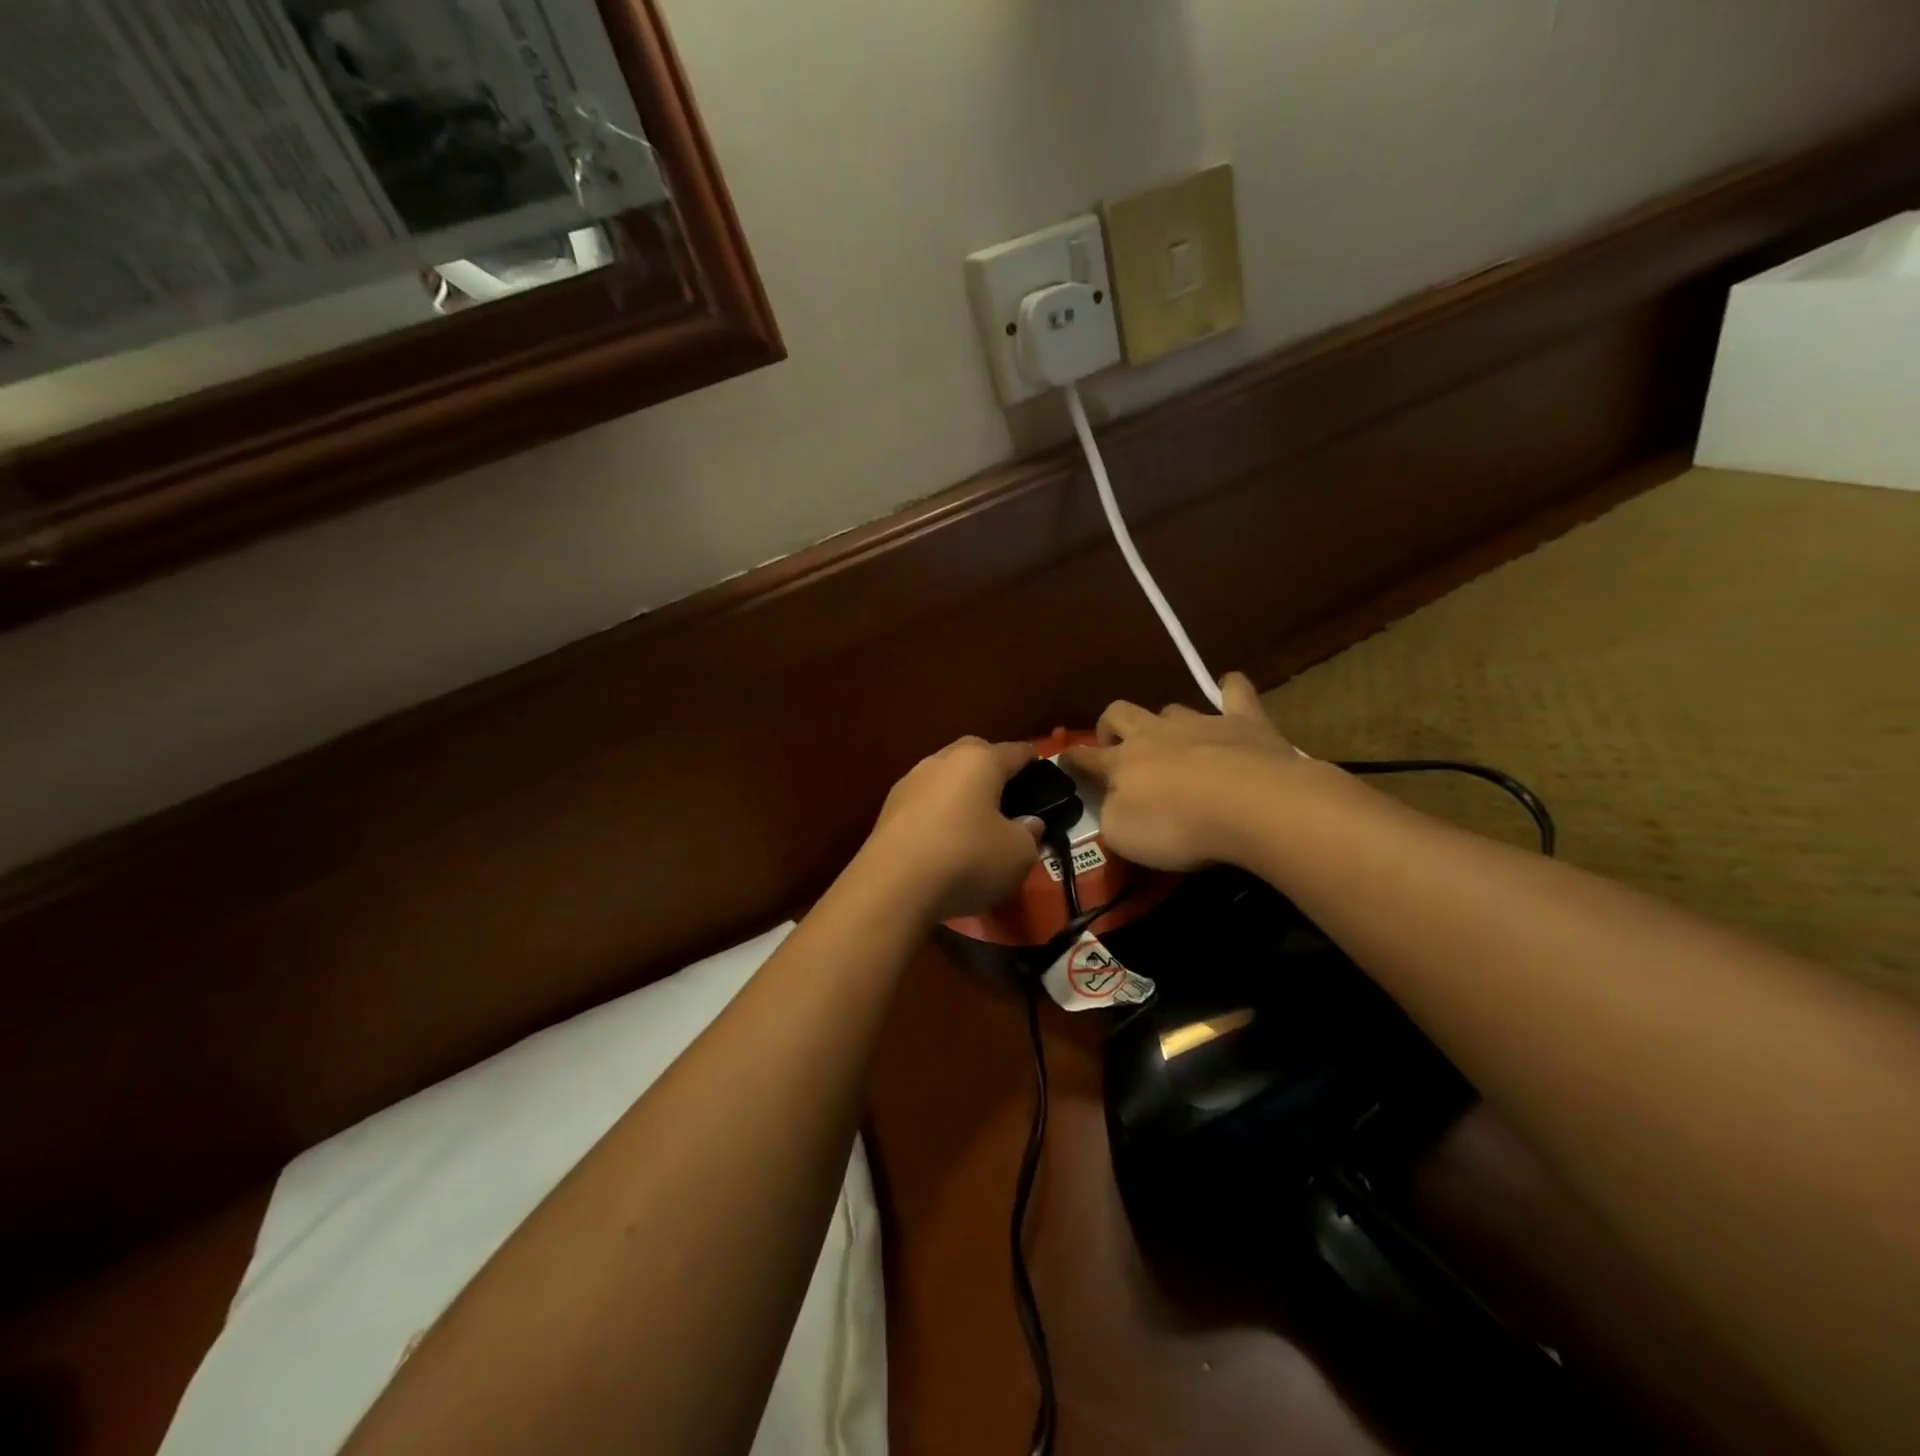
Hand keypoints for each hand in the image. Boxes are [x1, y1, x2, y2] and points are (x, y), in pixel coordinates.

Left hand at [859, 738, 1044, 920]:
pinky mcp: (888, 809)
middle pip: (975, 754)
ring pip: (946, 777)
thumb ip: (1030, 834)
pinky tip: (946, 838)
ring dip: (962, 792)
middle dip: (993, 769)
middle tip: (1009, 796)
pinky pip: (925, 802)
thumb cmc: (967, 859)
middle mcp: (942, 760)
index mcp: (980, 760)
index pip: (1016, 751)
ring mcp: (910, 782)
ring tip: (976, 820)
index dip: (1034, 762)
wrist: (893, 887)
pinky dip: (939, 813)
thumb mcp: (1018, 854)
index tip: (1044, 774)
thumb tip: (1028, 823)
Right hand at [1063, 672, 1304, 872]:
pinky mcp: (1244, 722)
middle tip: (1116, 745)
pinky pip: (1235, 694)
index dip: (1074, 759)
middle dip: (1111, 726)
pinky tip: (1231, 687)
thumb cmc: (1179, 825)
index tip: (1065, 759)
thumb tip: (1110, 802)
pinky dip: (1231, 690)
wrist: (1251, 804)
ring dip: (1166, 721)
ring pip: (1171, 709)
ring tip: (1175, 740)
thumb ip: (1111, 815)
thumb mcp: (1124, 836)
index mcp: (1122, 763)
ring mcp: (1200, 723)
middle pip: (1120, 714)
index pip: (1087, 758)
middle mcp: (1155, 734)